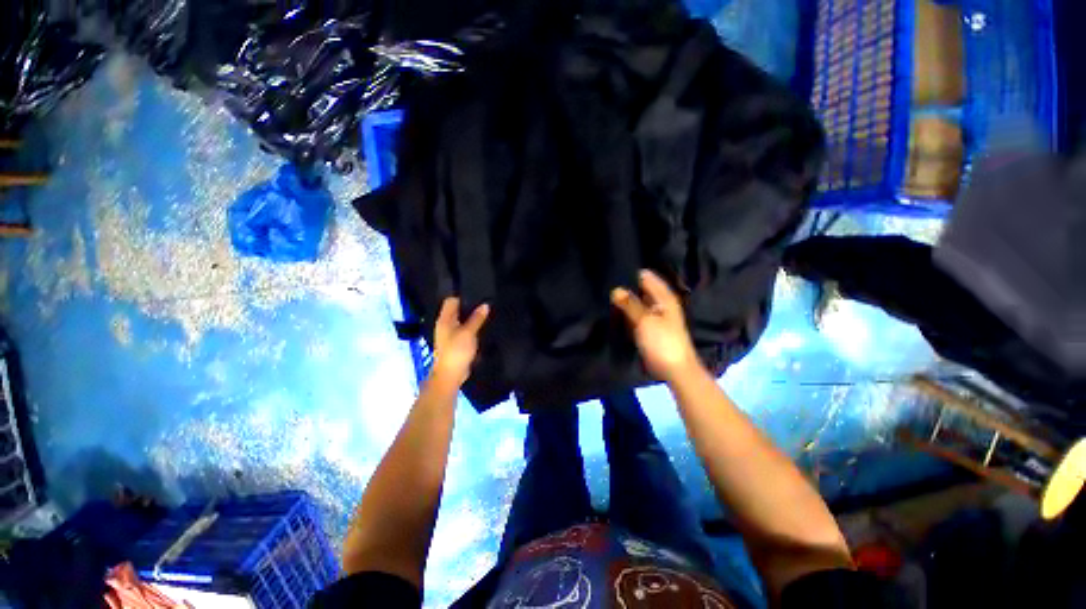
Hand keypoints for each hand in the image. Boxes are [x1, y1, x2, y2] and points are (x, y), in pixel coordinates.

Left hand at [432, 297, 489, 384]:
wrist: (451, 375)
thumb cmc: (457, 351)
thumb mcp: (469, 332)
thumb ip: (477, 318)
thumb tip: (485, 305)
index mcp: (445, 319)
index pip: (451, 300)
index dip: (463, 295)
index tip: (477, 292)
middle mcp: (446, 324)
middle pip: (457, 310)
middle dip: (470, 306)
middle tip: (485, 301)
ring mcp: (451, 334)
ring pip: (462, 320)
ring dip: (472, 317)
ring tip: (487, 311)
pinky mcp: (457, 342)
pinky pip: (465, 330)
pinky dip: (473, 327)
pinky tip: (483, 326)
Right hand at [612, 270, 699, 381]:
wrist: (674, 370)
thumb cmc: (662, 342)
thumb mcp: (645, 320)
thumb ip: (630, 303)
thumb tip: (616, 289)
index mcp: (664, 297)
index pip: (646, 277)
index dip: (630, 274)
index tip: (612, 272)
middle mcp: (660, 303)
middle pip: (641, 289)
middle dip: (625, 287)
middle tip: (604, 284)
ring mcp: (654, 316)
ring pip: (637, 303)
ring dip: (625, 301)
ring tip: (605, 295)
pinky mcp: (648, 328)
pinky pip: (635, 315)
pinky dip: (626, 312)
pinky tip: (613, 311)